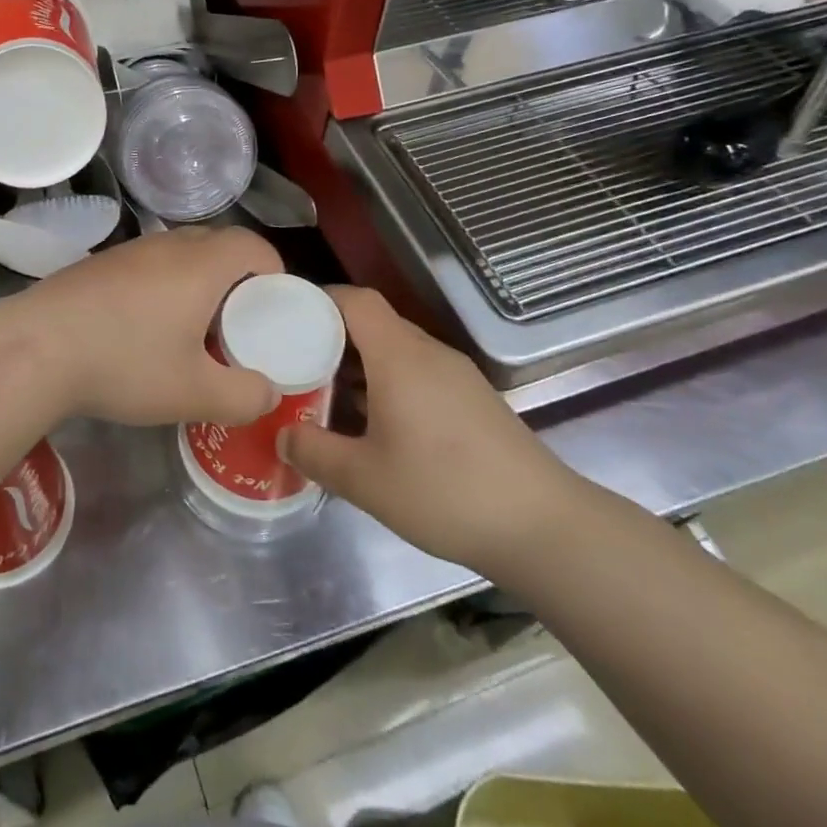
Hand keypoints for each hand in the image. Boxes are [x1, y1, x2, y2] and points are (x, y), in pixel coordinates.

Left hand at [6, 227, 282, 427]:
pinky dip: (163, 284)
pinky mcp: (99, 264)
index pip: (253, 245)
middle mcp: (168, 245)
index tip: (272, 308)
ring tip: (192, 328)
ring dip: (197, 280)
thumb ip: (244, 396)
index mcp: (201, 265)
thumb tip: (266, 393)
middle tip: (236, 322)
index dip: (273, 272)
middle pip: (218, 244)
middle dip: (237, 278)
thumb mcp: (194, 394)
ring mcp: (129, 250)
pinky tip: (144, 326)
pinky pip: (148, 263)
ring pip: (180, 252)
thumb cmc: (125, 363)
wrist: (36, 347)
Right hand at [280, 288, 586, 575]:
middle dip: (332, 337)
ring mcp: (456, 375)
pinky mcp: (474, 399)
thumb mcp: (365, 479)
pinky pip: (419, 372)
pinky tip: (379, 426)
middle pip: (373, 323)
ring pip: (396, 350)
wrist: (544, 526)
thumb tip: (282, 434)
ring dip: (360, 365)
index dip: (319, 300)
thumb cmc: (444, 491)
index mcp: (398, 355)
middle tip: (297, 364)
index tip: (286, 319)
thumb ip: (315, 452)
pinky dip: (389, 383)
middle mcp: (428, 352)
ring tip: (329, 396)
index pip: (354, 300)